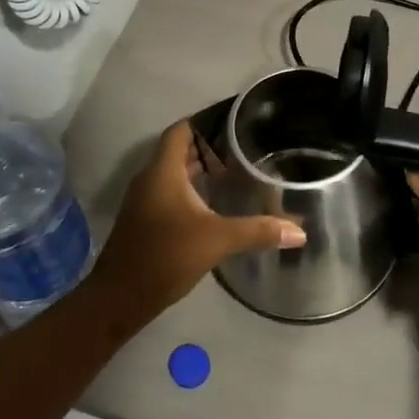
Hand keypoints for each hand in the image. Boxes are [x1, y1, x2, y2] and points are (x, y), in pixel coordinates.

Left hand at [90, 120, 305, 316]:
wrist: (120, 298)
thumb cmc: (165, 256)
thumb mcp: (216, 240)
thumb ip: (257, 231)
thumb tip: (299, 232)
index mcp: (163, 171)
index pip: (182, 130)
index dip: (205, 120)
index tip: (234, 119)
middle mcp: (151, 179)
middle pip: (180, 150)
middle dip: (210, 145)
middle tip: (245, 144)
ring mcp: (146, 200)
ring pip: (176, 172)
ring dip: (201, 168)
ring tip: (237, 168)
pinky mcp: (147, 220)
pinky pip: (172, 191)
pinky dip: (194, 188)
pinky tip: (217, 201)